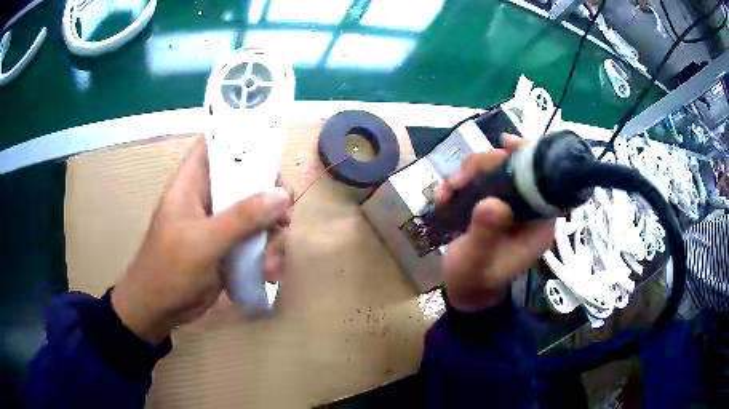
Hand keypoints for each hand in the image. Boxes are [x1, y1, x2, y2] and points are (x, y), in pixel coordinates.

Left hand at [111, 137, 291, 343]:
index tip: (272, 155)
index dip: (243, 140)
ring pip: (257, 212)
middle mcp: (208, 196)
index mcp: (193, 182)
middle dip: (271, 197)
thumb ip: (242, 217)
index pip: (218, 144)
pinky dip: (267, 254)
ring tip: (272, 262)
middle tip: (285, 218)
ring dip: (272, 235)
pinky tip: (268, 273)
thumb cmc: (170, 269)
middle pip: (247, 178)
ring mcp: (220, 222)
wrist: (159, 309)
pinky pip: (256, 239)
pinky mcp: (228, 246)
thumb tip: (282, 196)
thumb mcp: (204, 242)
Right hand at [436, 135, 554, 311]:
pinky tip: (444, 195)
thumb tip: (490, 202)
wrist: (465, 290)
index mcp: (538, 222)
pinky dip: (460, 182)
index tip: (505, 143)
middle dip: (484, 166)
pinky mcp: (492, 204)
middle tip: (459, 179)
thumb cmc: (475, 280)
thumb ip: (486, 234)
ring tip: (447, 190)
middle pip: (513, 167)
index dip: (527, 155)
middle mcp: (527, 208)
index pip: (542, 179)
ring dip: (468, 173)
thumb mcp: (479, 260)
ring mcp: (509, 205)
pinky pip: (479, 180)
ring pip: (493, 170)